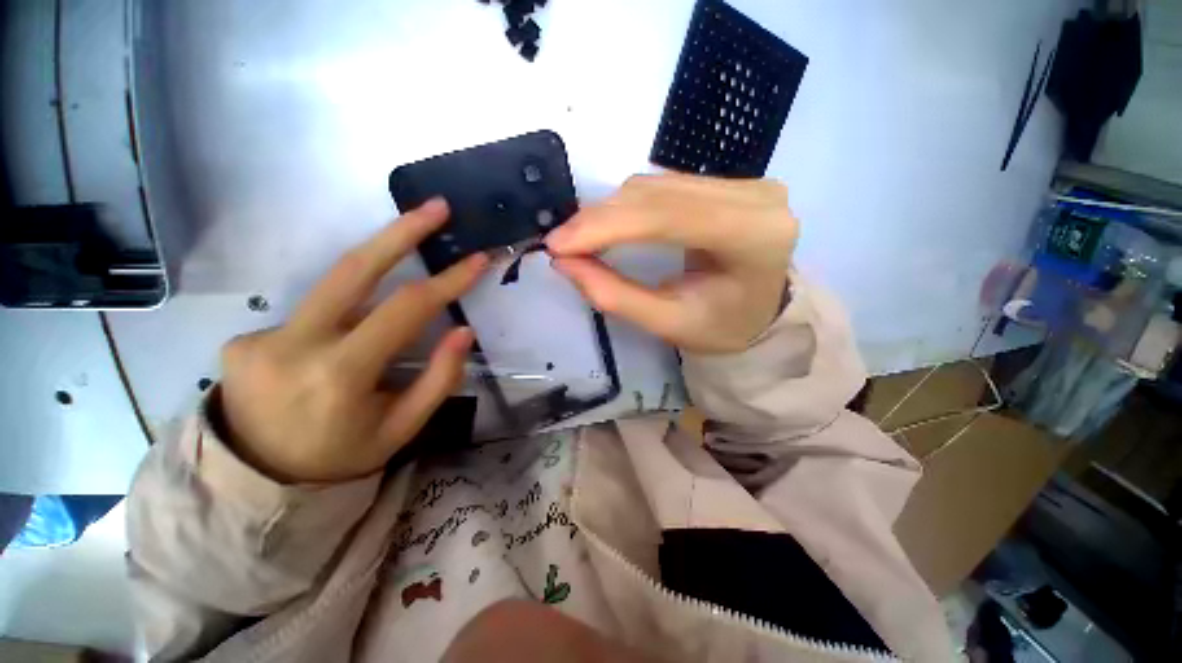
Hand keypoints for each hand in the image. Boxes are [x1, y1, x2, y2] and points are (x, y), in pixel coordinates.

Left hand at [217, 199, 488, 482]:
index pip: (406, 309)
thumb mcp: (403, 427)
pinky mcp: (245, 336)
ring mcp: (260, 336)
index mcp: (340, 375)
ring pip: (334, 287)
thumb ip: (438, 379)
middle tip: (436, 207)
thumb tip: (463, 331)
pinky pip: (314, 314)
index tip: (476, 259)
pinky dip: (343, 316)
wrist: (257, 481)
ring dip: (377, 267)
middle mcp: (293, 344)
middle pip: (353, 269)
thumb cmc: (342, 456)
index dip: (448, 280)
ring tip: (406, 251)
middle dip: (400, 232)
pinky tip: (345, 342)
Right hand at [546, 174, 797, 352]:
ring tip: (580, 238)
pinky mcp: (729, 182)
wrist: (760, 313)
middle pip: (659, 195)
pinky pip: (665, 186)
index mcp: (755, 237)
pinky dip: (628, 205)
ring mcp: (745, 183)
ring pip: (657, 185)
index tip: (558, 244)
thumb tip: (563, 262)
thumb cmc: (721, 327)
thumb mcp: (668, 323)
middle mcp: (756, 197)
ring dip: (610, 210)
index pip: (667, 217)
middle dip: (601, 218)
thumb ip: (615, 295)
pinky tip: (608, 224)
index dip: (606, 226)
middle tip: (561, 244)